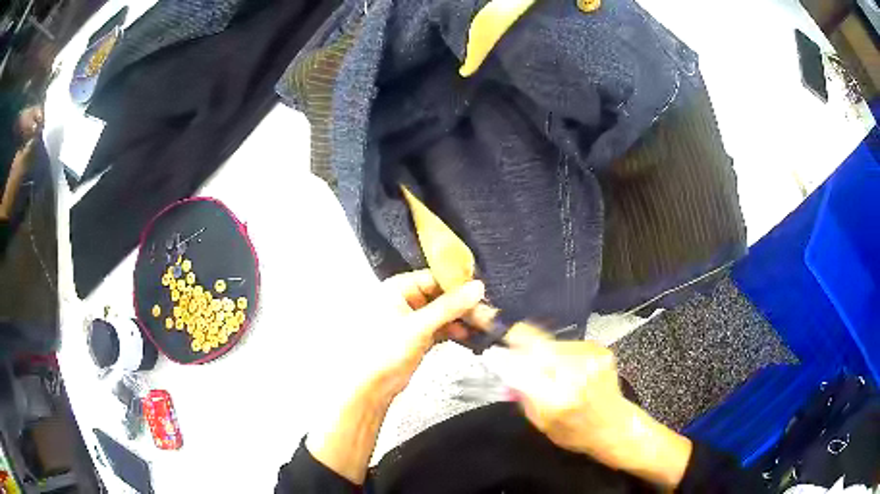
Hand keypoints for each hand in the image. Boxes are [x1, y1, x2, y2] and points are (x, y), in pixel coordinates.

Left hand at [358, 270, 484, 399]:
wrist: (373, 386)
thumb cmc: (385, 350)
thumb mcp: (419, 325)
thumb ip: (450, 306)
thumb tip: (477, 288)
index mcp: (398, 288)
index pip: (435, 278)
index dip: (458, 284)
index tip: (482, 291)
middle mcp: (405, 299)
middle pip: (442, 296)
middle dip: (464, 305)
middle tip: (486, 313)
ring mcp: (413, 319)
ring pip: (444, 313)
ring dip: (462, 319)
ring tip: (483, 326)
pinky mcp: (419, 336)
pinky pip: (442, 327)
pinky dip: (455, 331)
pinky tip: (469, 336)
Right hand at [480, 322, 692, 487]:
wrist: (616, 426)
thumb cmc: (577, 433)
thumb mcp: (542, 424)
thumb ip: (523, 396)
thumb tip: (504, 369)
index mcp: (558, 400)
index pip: (522, 368)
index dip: (504, 357)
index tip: (493, 352)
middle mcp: (576, 374)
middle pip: (536, 346)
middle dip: (520, 346)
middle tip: (513, 351)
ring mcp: (591, 358)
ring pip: (551, 342)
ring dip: (542, 351)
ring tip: (547, 369)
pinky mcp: (599, 349)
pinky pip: (567, 344)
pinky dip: (560, 353)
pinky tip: (566, 368)